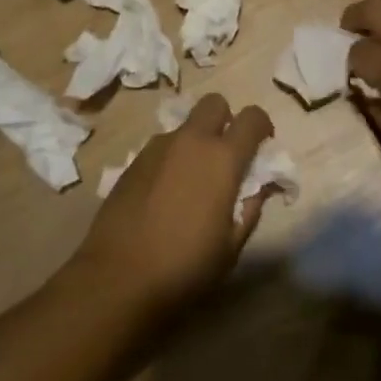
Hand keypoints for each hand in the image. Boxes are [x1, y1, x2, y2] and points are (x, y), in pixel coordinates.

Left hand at [69, 93, 274, 321]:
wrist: (118, 276)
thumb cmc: (186, 266)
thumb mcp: (231, 246)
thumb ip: (251, 207)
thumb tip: (261, 186)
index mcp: (222, 158)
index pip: (252, 117)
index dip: (262, 127)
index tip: (262, 147)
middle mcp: (191, 140)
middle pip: (215, 103)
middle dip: (226, 119)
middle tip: (226, 155)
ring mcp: (158, 146)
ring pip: (186, 125)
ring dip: (196, 141)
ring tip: (192, 182)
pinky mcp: (134, 159)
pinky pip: (163, 146)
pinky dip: (172, 158)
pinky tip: (165, 194)